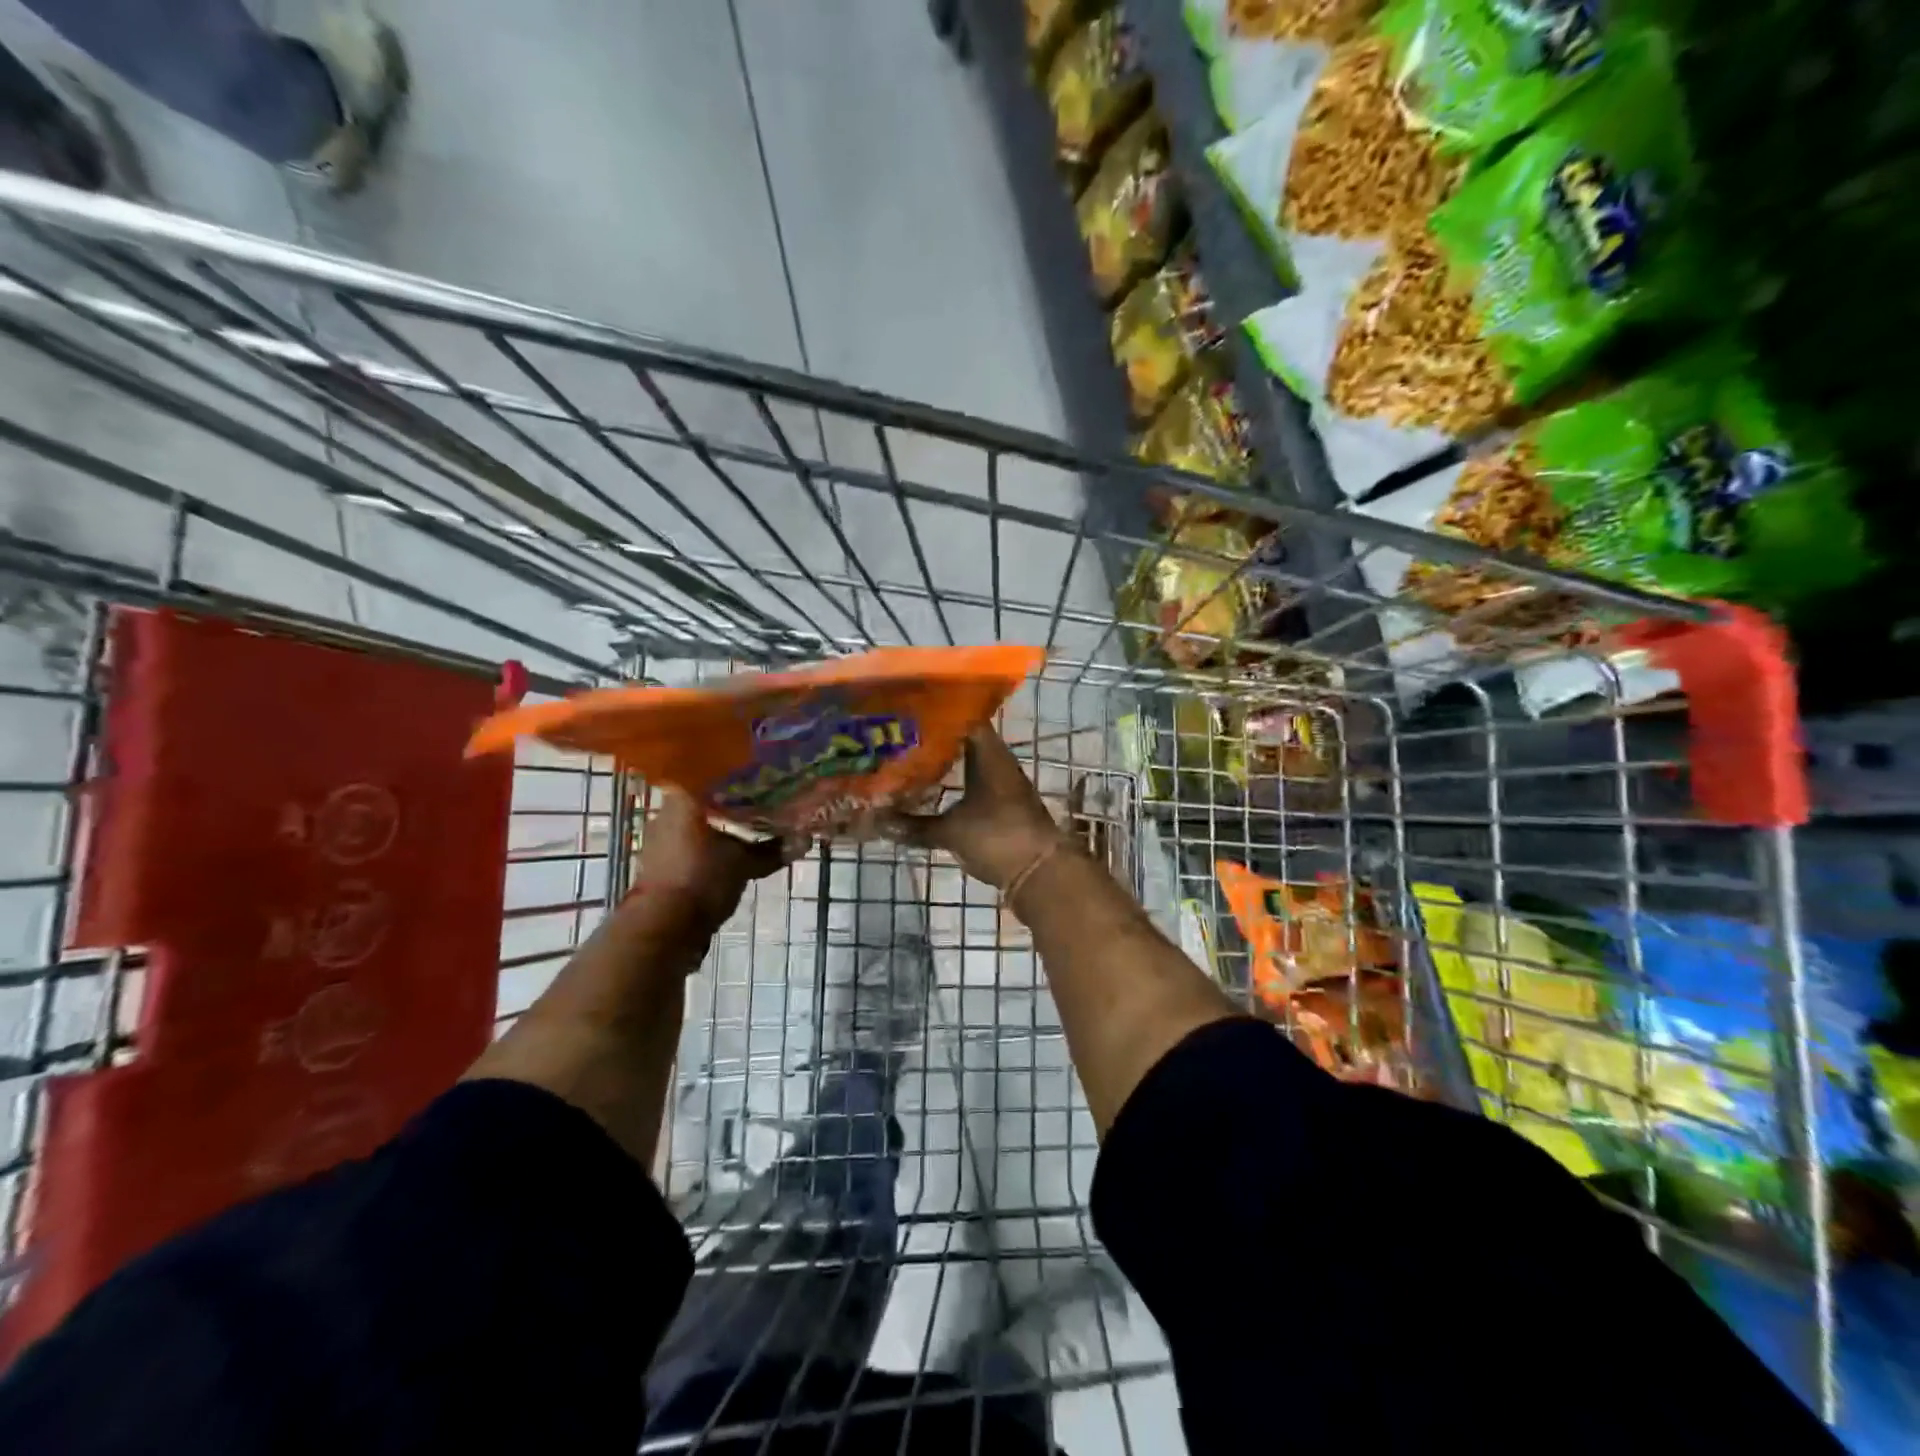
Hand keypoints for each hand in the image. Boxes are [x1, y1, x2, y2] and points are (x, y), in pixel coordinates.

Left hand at [633, 788, 793, 931]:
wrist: (663, 928)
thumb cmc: (703, 880)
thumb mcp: (744, 864)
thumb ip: (773, 850)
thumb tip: (805, 840)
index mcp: (685, 799)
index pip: (713, 773)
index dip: (739, 775)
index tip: (761, 777)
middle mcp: (667, 811)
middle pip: (705, 797)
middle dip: (731, 801)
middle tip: (761, 803)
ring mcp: (659, 837)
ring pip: (696, 821)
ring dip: (719, 825)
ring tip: (749, 828)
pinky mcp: (659, 860)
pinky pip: (688, 841)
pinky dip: (708, 844)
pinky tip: (728, 852)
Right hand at [884, 726, 1064, 888]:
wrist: (1040, 873)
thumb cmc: (998, 838)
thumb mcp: (951, 832)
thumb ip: (914, 826)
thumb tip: (877, 822)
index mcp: (989, 754)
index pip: (964, 717)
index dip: (937, 711)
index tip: (909, 710)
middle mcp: (998, 762)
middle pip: (964, 740)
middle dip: (934, 738)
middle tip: (900, 736)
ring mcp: (1003, 783)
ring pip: (969, 762)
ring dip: (945, 762)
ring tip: (909, 759)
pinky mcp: (1003, 804)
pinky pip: (974, 783)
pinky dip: (955, 783)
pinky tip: (932, 790)